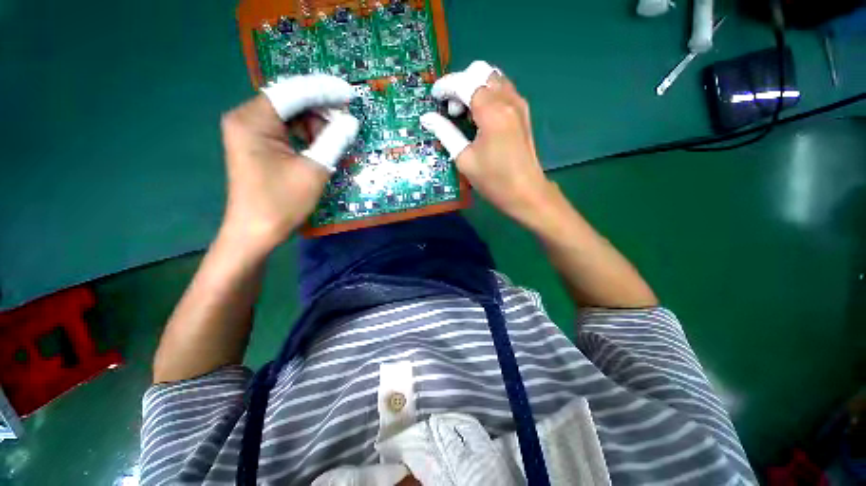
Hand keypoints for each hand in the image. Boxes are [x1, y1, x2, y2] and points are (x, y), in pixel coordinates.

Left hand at [219, 75, 358, 254]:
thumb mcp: (314, 171)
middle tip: (347, 121)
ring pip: (288, 114)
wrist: (255, 232)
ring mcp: (248, 130)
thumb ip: (333, 141)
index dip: (324, 91)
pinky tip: (320, 144)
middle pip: (289, 100)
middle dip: (320, 108)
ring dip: (314, 122)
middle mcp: (245, 117)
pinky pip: (284, 128)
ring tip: (336, 137)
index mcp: (252, 120)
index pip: (292, 92)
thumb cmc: (282, 203)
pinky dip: (305, 133)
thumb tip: (351, 122)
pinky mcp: (255, 143)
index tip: (350, 94)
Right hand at [420, 61, 554, 225]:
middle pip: (481, 71)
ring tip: (464, 114)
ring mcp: (518, 104)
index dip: (446, 86)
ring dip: (475, 88)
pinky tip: (480, 117)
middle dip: (461, 84)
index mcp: (492, 111)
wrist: (526, 192)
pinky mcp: (523, 112)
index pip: (465, 83)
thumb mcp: (465, 159)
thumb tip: (427, 118)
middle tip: (452, 110)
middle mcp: (508, 99)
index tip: (434, 97)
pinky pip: (503, 90)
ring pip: (493, 78)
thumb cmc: (493, 180)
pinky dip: (487, 94)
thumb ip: (445, 133)